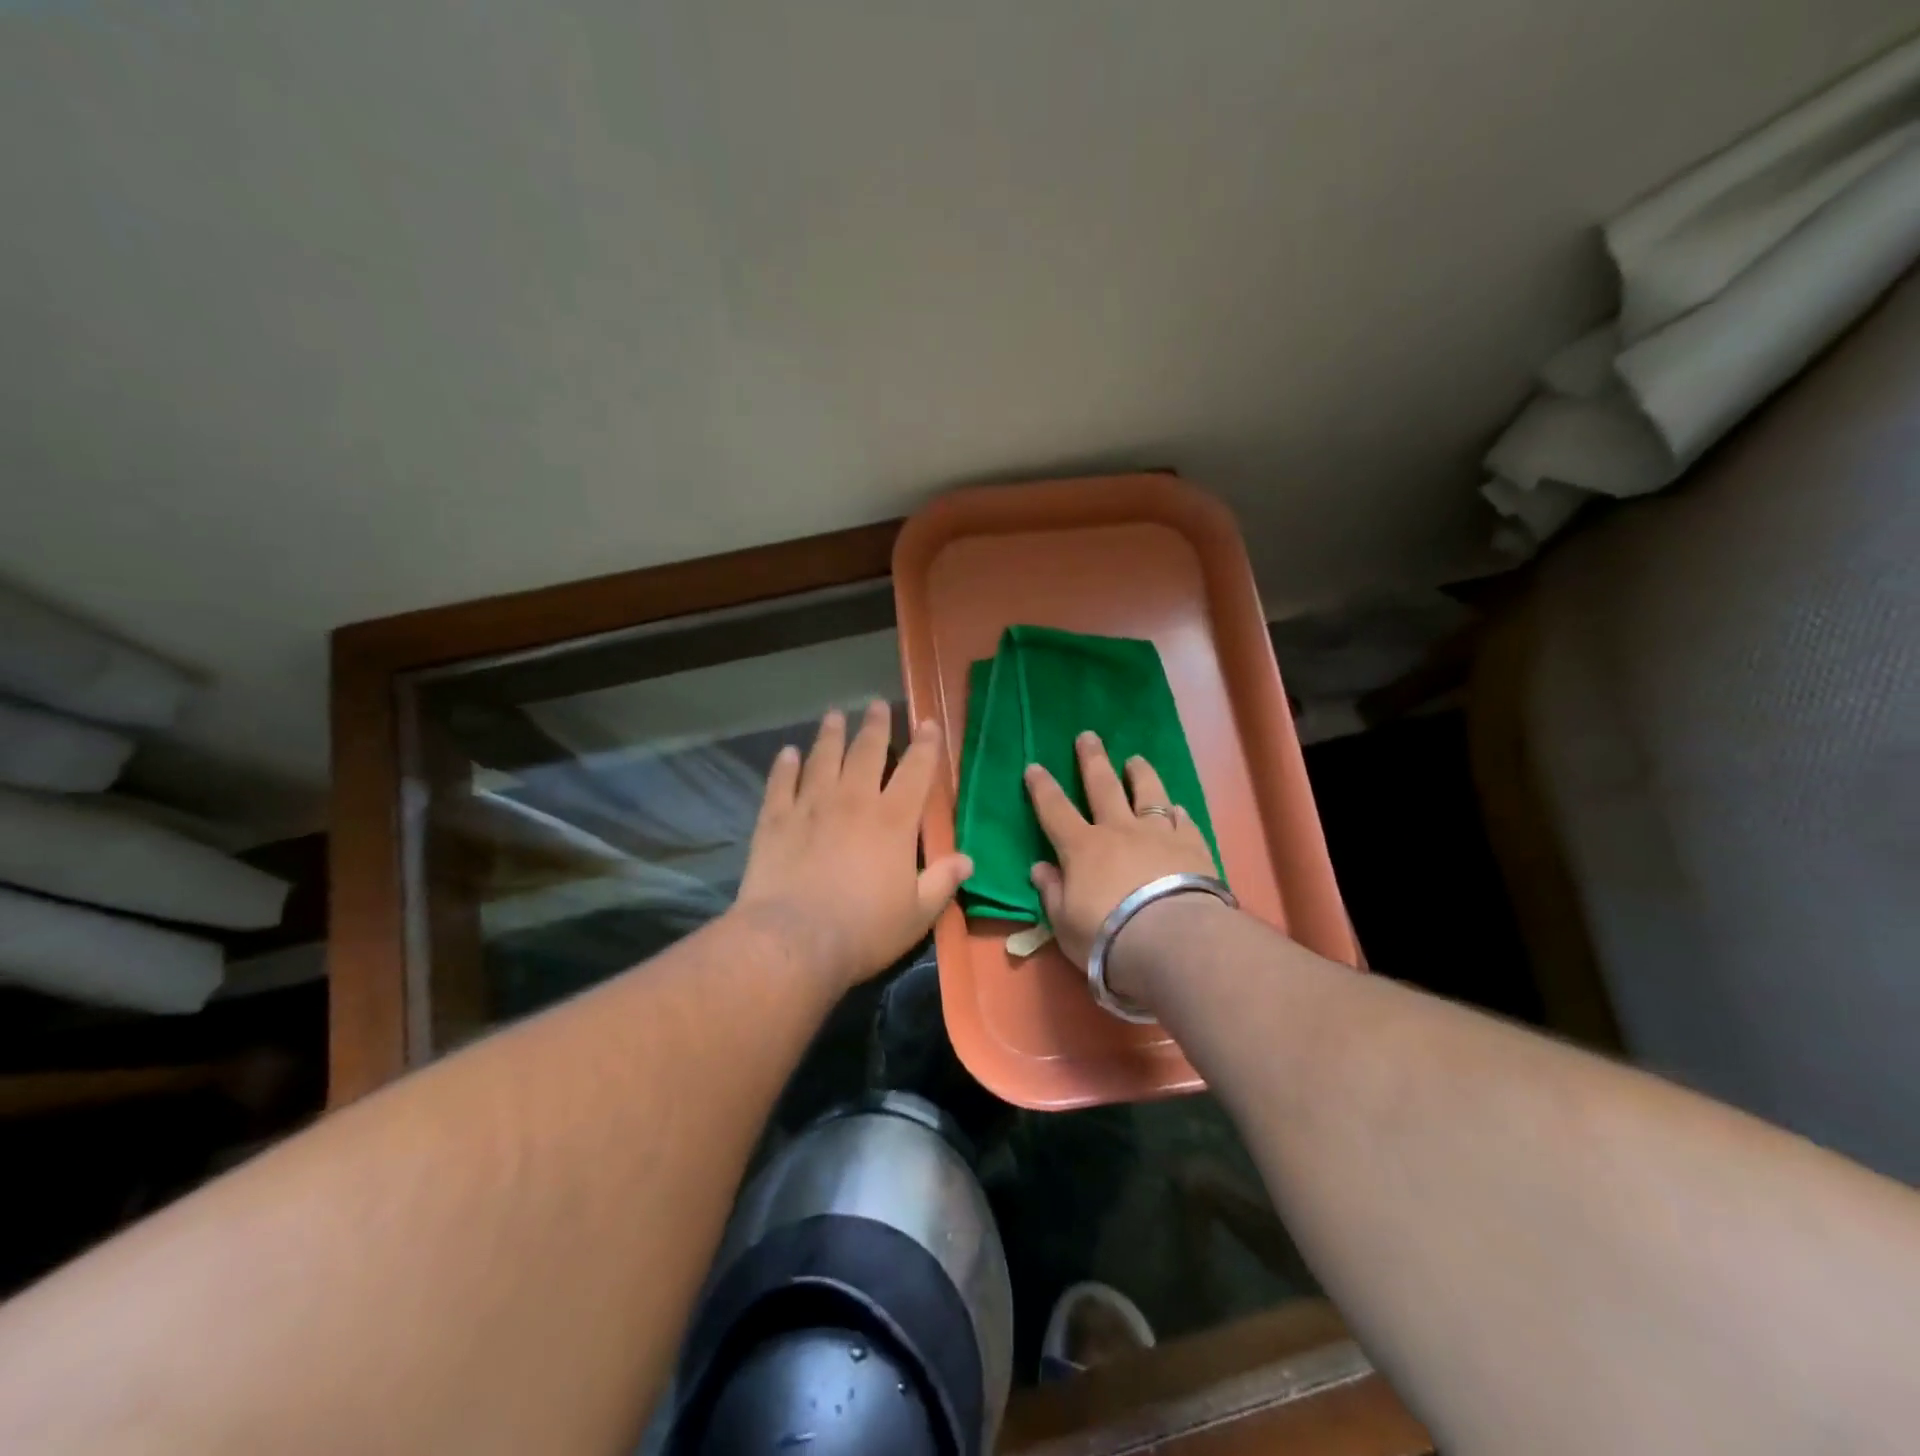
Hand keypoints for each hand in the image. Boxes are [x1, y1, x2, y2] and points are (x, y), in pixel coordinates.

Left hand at [733, 701, 971, 996]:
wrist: (794, 940)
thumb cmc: (865, 929)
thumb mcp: (917, 913)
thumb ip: (942, 881)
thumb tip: (968, 860)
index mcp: (893, 820)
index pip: (916, 771)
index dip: (925, 745)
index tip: (927, 723)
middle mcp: (854, 801)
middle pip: (866, 752)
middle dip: (875, 726)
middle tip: (875, 704)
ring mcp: (811, 806)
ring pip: (823, 758)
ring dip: (830, 735)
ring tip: (834, 715)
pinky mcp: (775, 820)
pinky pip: (781, 783)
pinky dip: (785, 766)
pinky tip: (787, 753)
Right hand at [1024, 732, 1218, 984]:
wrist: (1171, 940)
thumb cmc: (1106, 936)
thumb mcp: (1064, 922)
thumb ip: (1052, 892)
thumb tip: (1040, 868)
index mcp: (1082, 848)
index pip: (1055, 810)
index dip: (1042, 788)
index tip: (1034, 766)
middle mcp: (1119, 831)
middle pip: (1102, 786)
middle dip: (1092, 760)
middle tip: (1088, 736)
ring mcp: (1158, 835)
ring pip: (1148, 793)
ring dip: (1140, 774)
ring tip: (1136, 759)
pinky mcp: (1193, 847)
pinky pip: (1184, 821)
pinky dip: (1177, 813)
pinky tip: (1178, 809)